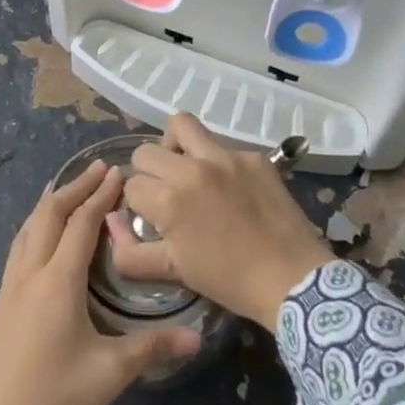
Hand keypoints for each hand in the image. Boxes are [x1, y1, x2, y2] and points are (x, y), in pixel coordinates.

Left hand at [0, 163, 200, 404]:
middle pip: (47, 216)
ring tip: (63, 194)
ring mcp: (5, 295)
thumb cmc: (53, 400)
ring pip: (25, 234)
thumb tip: (196, 338)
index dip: (99, 195)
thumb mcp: (109, 374)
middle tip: (96, 170)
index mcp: (58, 282)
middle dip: (73, 189)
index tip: (116, 172)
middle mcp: (28, 277)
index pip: (80, 224)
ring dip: (47, 208)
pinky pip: (15, 259)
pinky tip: (39, 253)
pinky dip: (32, 237)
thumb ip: (151, 348)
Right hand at [111, 115, 332, 329]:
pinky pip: (221, 145)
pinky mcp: (254, 156)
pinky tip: (229, 188)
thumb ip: (129, 251)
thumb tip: (112, 220)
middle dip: (148, 173)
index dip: (137, 204)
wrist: (291, 278)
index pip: (131, 184)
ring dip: (175, 146)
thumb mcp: (173, 271)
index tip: (152, 219)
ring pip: (182, 125)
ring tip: (186, 170)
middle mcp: (193, 168)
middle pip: (146, 151)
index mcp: (169, 198)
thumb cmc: (228, 279)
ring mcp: (226, 157)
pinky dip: (215, 161)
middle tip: (165, 194)